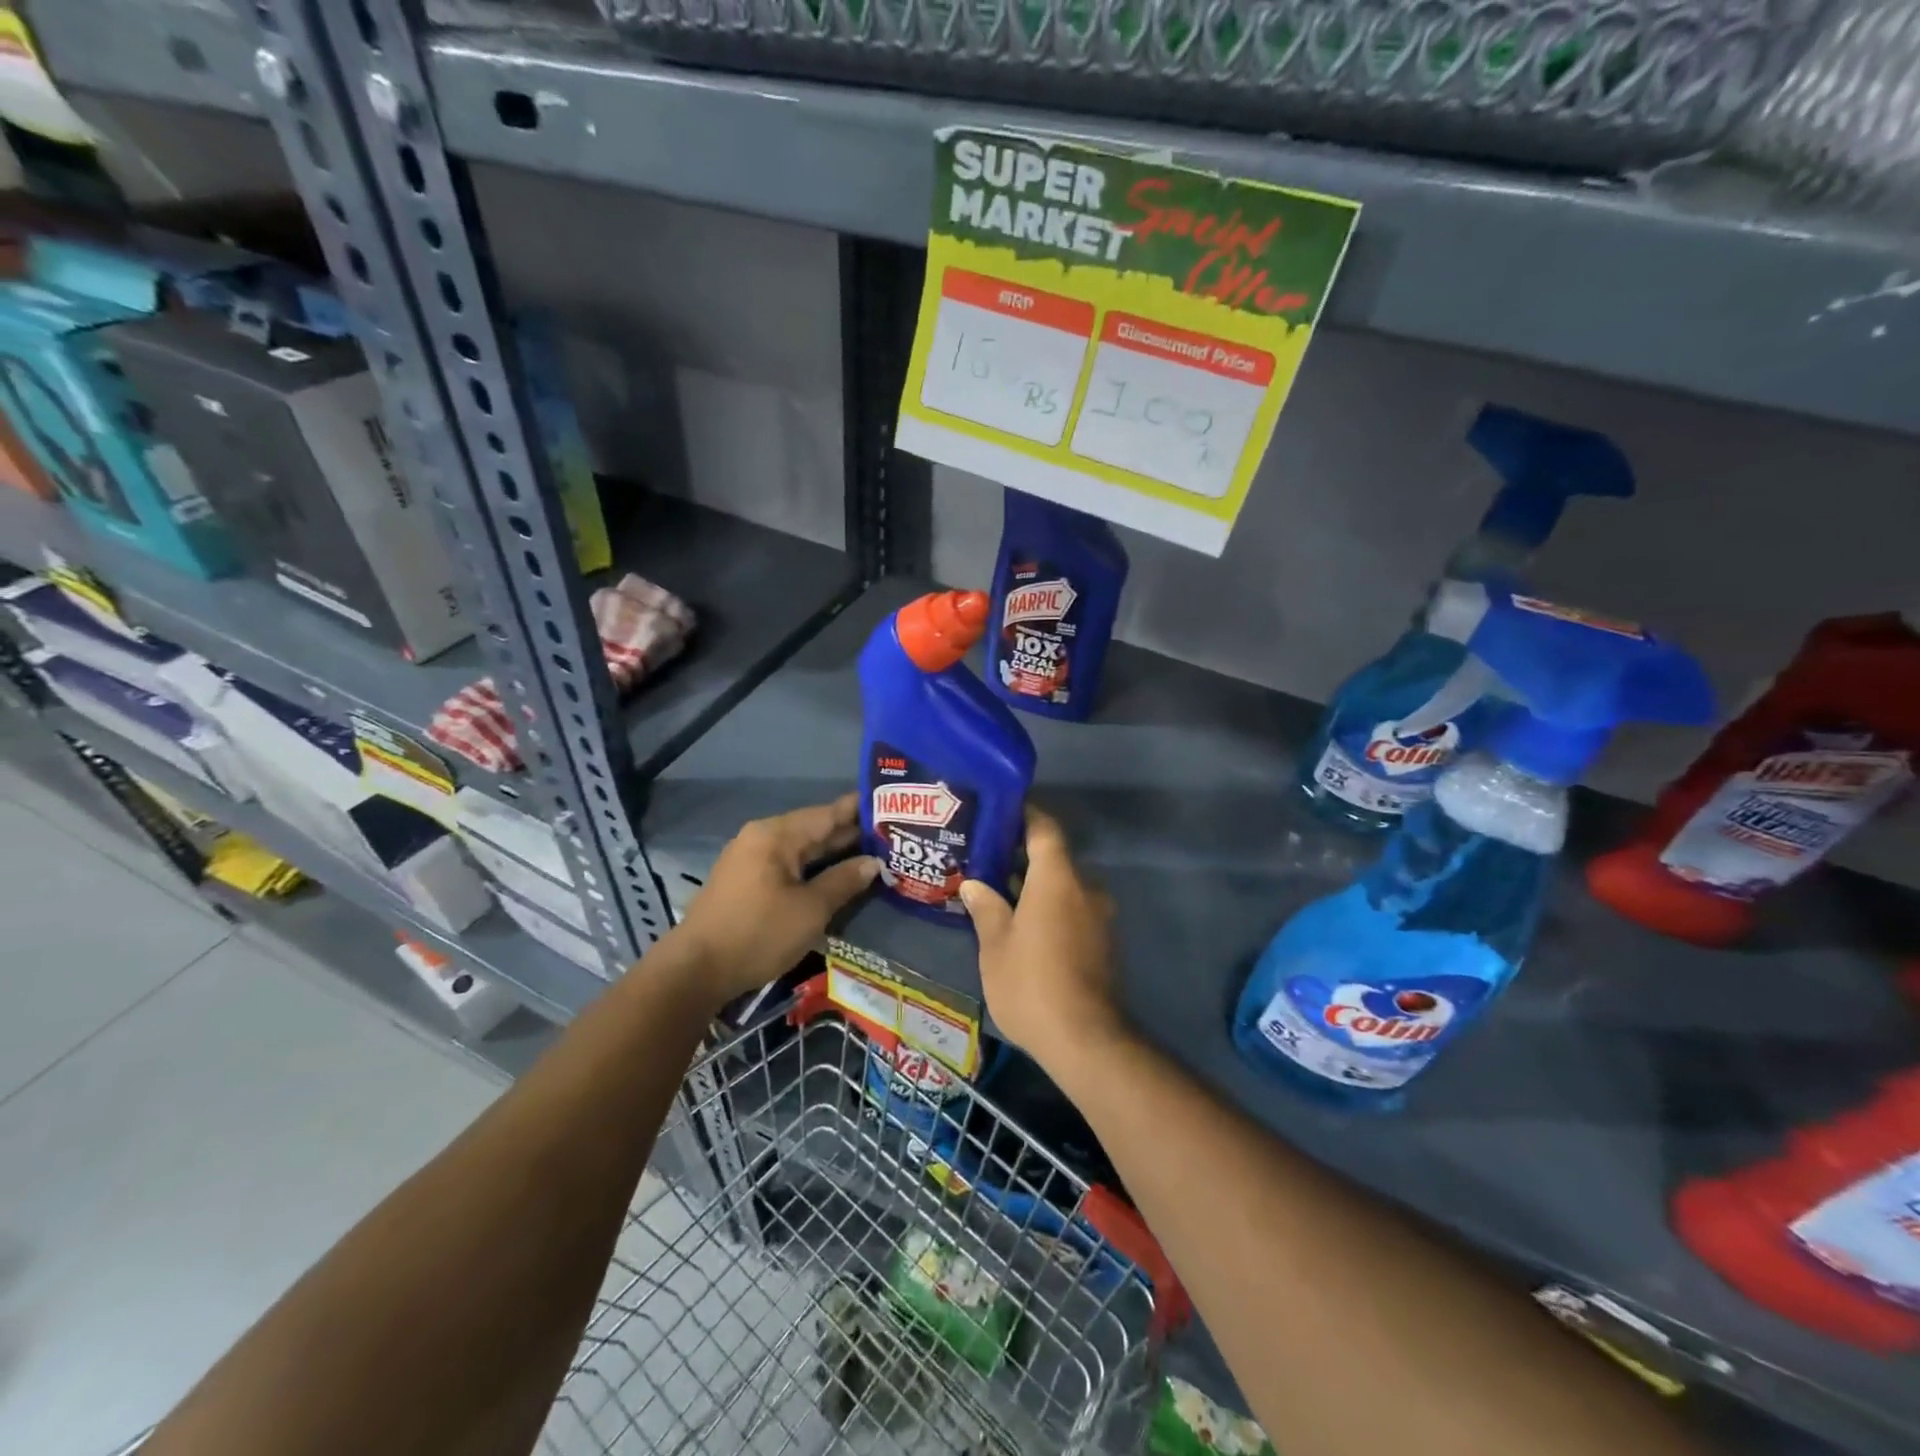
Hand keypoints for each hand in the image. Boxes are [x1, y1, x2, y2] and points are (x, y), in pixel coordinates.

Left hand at [667, 795, 878, 1005]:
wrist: (695, 971)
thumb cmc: (758, 934)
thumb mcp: (811, 910)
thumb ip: (844, 881)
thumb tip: (873, 862)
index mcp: (776, 835)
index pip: (827, 813)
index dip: (859, 810)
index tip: (890, 803)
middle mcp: (761, 838)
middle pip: (813, 829)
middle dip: (849, 833)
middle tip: (889, 834)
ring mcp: (749, 859)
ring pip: (800, 849)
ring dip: (831, 852)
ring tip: (870, 853)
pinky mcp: (744, 881)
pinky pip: (786, 864)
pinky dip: (812, 867)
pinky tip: (833, 875)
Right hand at [959, 806, 1121, 1064]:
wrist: (1086, 1041)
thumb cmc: (1032, 984)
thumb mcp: (996, 946)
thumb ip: (986, 908)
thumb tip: (973, 883)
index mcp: (1058, 880)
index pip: (1044, 829)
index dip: (1024, 815)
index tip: (1000, 812)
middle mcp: (1085, 889)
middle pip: (1053, 859)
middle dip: (1021, 858)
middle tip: (985, 860)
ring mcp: (1099, 918)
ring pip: (1063, 889)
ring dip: (1035, 888)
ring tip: (998, 895)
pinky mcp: (1103, 944)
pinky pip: (1073, 912)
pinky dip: (1049, 910)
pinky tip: (1022, 927)